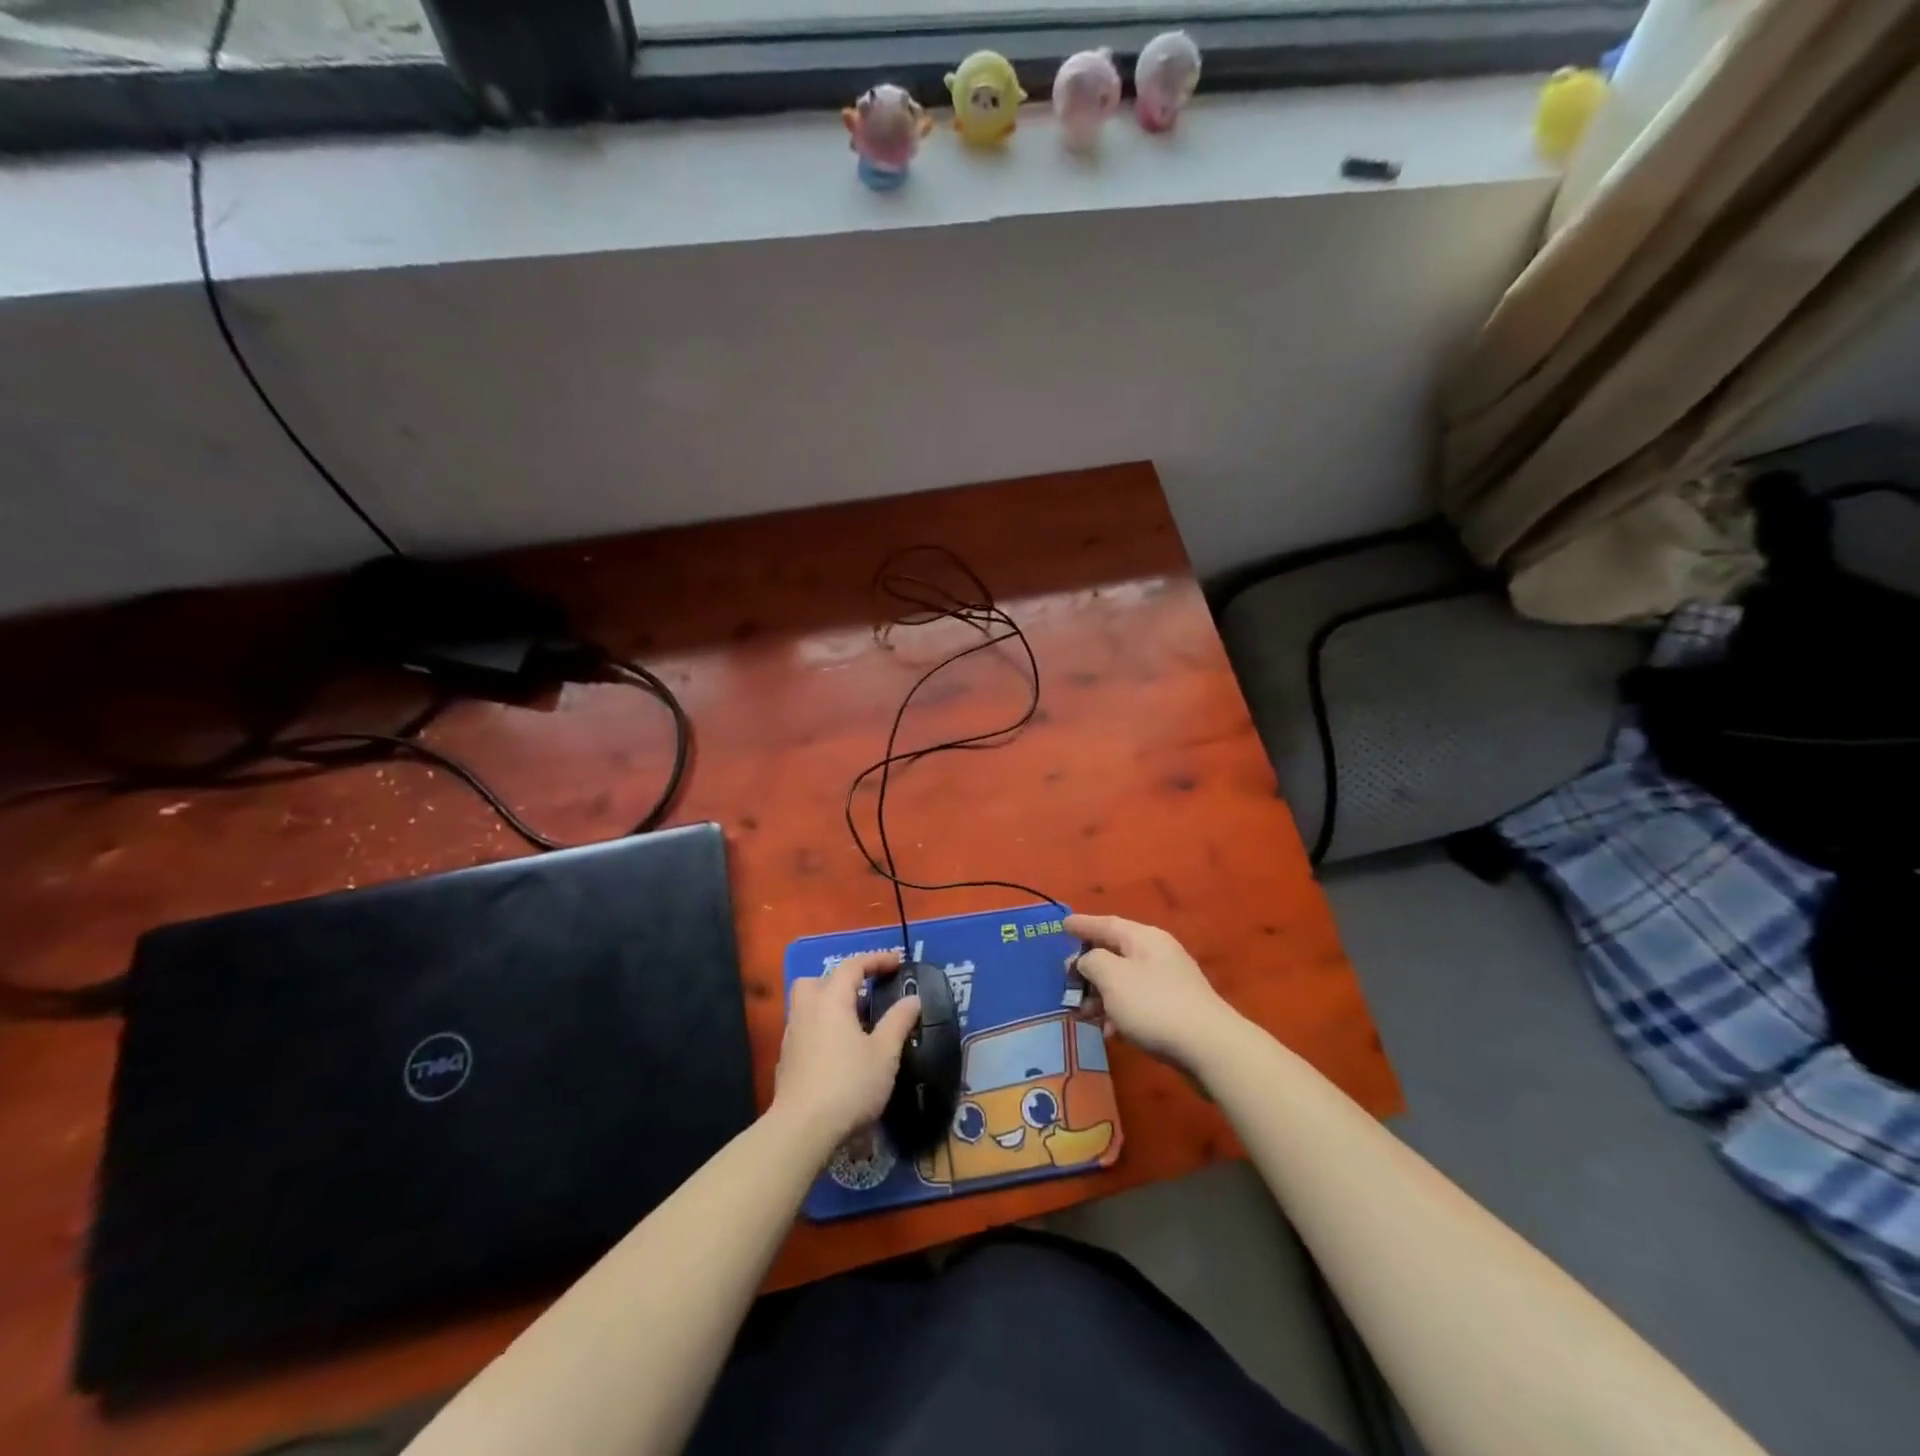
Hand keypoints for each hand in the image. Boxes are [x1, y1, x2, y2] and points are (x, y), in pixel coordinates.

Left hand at [772, 949, 919, 1154]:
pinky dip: (821, 1031)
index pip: (852, 966)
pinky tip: (838, 1054)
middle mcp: (807, 1011)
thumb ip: (898, 1022)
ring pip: (807, 1006)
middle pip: (817, 981)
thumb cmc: (849, 1085)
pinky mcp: (786, 1062)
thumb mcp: (884, 1053)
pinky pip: (805, 1031)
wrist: (802, 1130)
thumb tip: (912, 999)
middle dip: (839, 981)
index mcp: (831, 1000)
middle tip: (863, 994)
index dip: (875, 960)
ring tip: (855, 1026)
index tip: (896, 962)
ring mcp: (792, 1037)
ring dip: (829, 1006)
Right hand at [1065, 914, 1240, 1070]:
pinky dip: (1119, 1012)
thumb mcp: (1112, 977)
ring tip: (1081, 1014)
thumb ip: (1092, 962)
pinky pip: (1137, 1003)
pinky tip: (1109, 1032)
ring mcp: (1169, 982)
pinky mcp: (1175, 1010)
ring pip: (1124, 982)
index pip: (1106, 924)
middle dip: (1088, 969)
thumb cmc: (1154, 1005)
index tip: (1062, 925)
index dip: (1083, 925)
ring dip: (1100, 995)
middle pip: (1115, 954)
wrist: (1209, 1047)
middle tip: (1066, 982)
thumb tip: (1087, 961)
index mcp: (1144, 938)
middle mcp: (1158, 954)